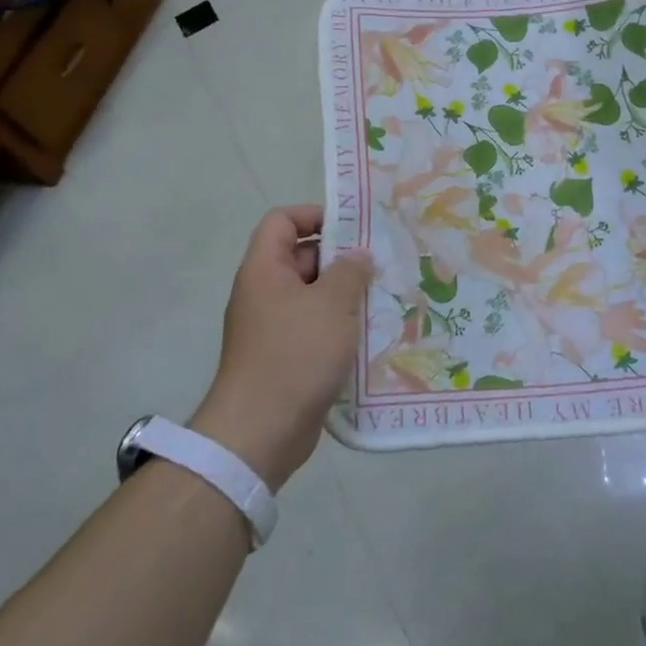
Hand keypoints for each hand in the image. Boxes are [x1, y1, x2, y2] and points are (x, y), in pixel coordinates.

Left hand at [189, 206, 372, 491]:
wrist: (261, 431)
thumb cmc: (296, 354)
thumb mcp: (332, 304)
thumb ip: (350, 271)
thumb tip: (358, 256)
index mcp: (264, 269)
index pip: (282, 221)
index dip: (314, 215)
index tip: (352, 229)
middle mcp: (264, 292)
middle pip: (302, 257)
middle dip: (341, 258)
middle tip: (381, 264)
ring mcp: (273, 326)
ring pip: (312, 295)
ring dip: (345, 295)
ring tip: (383, 297)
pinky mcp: (285, 356)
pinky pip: (314, 327)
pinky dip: (339, 326)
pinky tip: (371, 333)